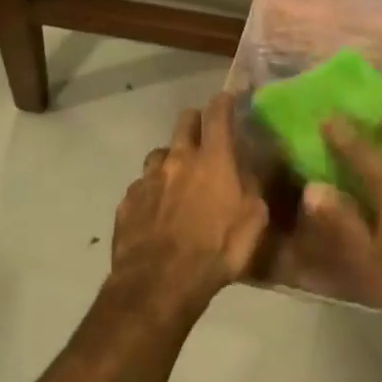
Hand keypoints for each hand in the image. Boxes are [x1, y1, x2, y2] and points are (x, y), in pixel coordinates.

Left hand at [110, 95, 268, 312]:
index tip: (230, 98)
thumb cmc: (217, 250)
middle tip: (205, 136)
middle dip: (196, 122)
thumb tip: (248, 170)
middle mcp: (178, 159)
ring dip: (172, 159)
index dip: (225, 101)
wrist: (160, 283)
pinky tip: (157, 211)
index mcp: (214, 159)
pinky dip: (152, 191)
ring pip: (160, 153)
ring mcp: (148, 179)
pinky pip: (142, 186)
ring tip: (178, 179)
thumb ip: (252, 187)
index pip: (219, 113)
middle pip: (184, 121)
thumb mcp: (254, 220)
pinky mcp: (127, 202)